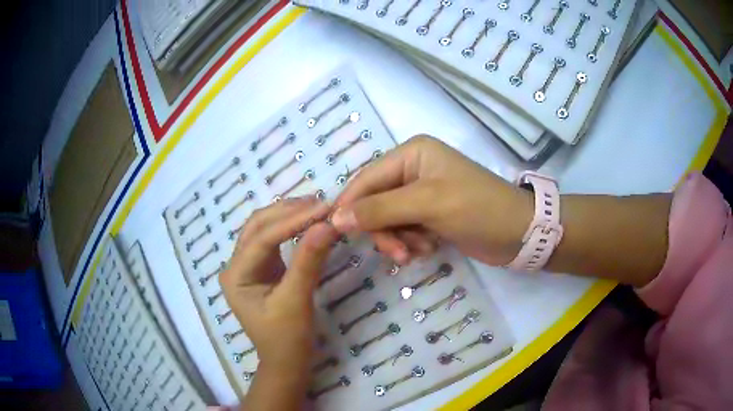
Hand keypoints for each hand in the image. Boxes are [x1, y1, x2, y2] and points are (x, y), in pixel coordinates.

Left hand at [219, 196, 337, 369]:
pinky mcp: (263, 268)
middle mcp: (236, 265)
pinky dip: (292, 228)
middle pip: (258, 227)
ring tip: (318, 207)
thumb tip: (327, 225)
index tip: (323, 208)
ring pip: (265, 229)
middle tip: (322, 204)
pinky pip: (274, 240)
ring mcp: (248, 265)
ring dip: (289, 216)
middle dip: (288, 212)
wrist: (287, 361)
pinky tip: (309, 222)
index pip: (262, 239)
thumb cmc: (287, 339)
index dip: (292, 221)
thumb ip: (308, 262)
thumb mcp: (296, 301)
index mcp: (235, 276)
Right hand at [331, 136, 532, 265]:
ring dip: (398, 239)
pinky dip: (411, 243)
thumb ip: (380, 210)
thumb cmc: (477, 209)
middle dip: (383, 229)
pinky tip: (429, 248)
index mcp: (411, 154)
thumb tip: (336, 219)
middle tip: (397, 253)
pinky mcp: (430, 215)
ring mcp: (421, 193)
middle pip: (375, 202)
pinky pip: (404, 229)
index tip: (335, 232)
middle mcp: (412, 170)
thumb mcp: (427, 205)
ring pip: (387, 220)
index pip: (366, 179)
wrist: (519, 233)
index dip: (349, 206)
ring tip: (418, 251)